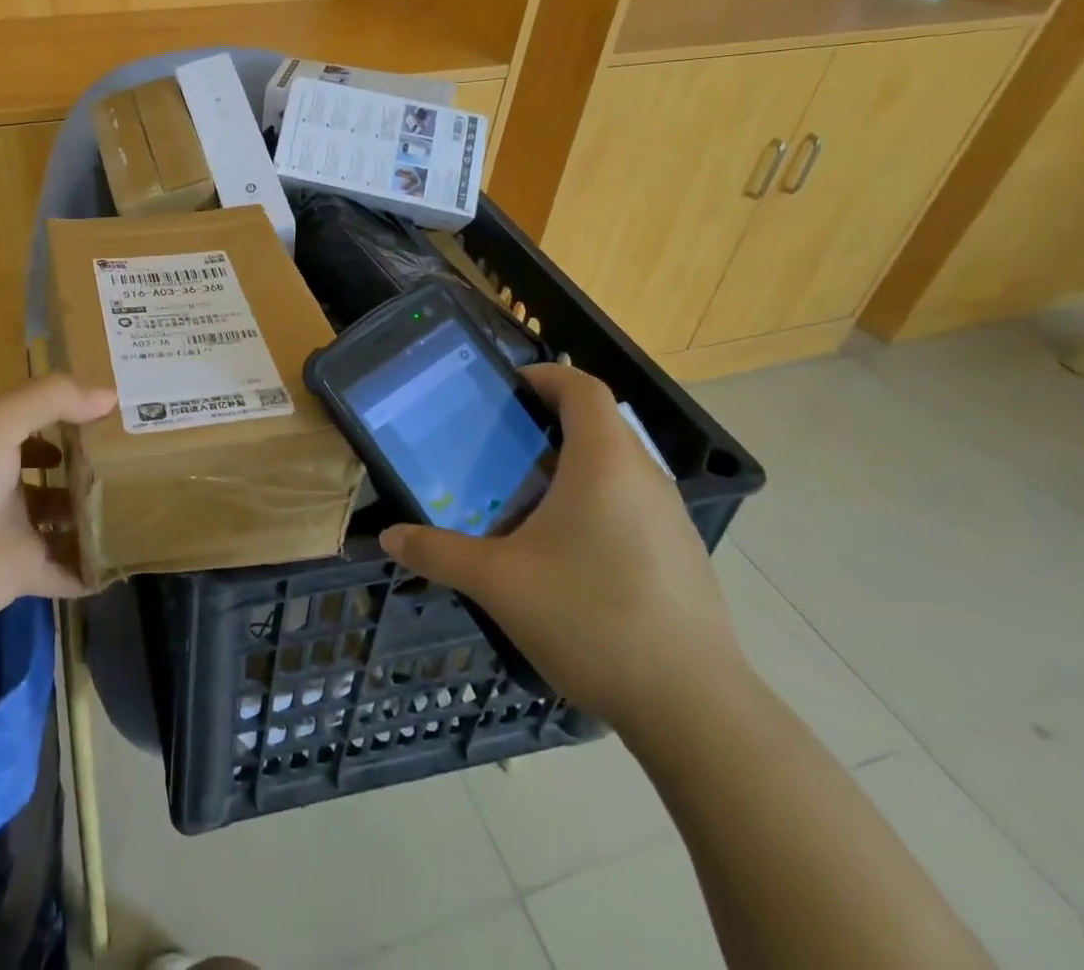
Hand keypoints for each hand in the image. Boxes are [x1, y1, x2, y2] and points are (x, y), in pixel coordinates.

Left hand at [0, 374, 115, 626]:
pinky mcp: (25, 573)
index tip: (114, 415)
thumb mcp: (1, 421)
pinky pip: (68, 571)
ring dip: (93, 516)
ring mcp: (15, 532)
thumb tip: (110, 397)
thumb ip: (53, 399)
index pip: (37, 425)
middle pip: (55, 475)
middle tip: (138, 462)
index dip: (71, 416)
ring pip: (64, 522)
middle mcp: (4, 487)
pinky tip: (127, 556)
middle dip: (89, 468)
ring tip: (141, 504)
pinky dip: (92, 568)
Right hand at [379, 363, 743, 730]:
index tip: (505, 390)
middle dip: (547, 424)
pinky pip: (632, 504)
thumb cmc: (590, 618)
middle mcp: (644, 477)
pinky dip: (596, 503)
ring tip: (524, 498)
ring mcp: (671, 518)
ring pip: (617, 466)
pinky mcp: (683, 555)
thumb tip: (390, 538)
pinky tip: (567, 552)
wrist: (694, 708)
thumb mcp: (498, 582)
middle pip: (598, 424)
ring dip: (571, 466)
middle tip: (499, 448)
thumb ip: (438, 552)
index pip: (582, 387)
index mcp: (604, 462)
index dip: (544, 376)